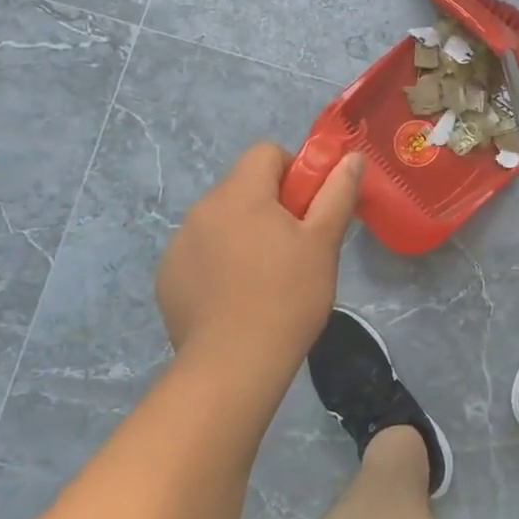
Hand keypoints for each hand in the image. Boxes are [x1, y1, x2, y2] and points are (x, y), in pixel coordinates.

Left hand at [157, 143, 363, 367]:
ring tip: (264, 278)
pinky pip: (200, 252)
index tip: (307, 209)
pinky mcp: (167, 278)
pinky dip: (218, 263)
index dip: (293, 172)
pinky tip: (235, 298)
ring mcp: (179, 245)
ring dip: (242, 233)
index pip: (266, 153)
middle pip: (243, 186)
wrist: (233, 366)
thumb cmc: (288, 296)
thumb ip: (337, 192)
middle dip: (269, 206)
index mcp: (239, 193)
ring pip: (221, 220)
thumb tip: (351, 157)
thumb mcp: (323, 241)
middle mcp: (201, 209)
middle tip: (293, 247)